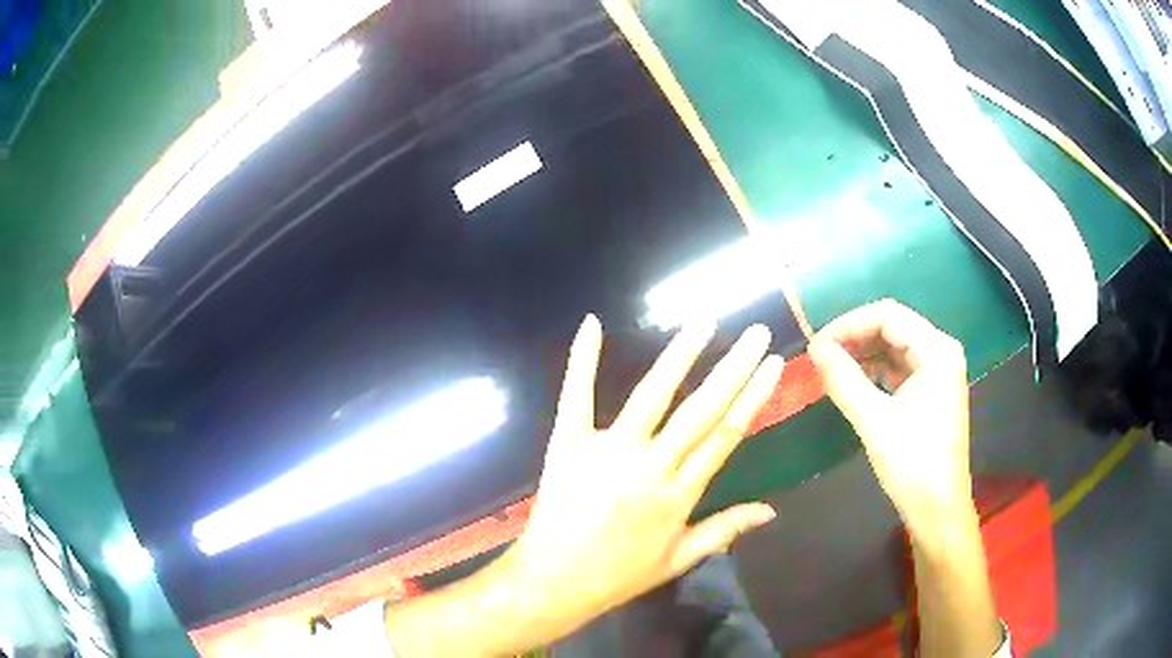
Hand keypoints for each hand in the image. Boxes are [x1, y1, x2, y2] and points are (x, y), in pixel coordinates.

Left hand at [506, 315, 783, 637]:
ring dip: (679, 356)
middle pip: (701, 409)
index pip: (726, 434)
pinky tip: (593, 324)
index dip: (753, 396)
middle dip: (734, 367)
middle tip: (756, 332)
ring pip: (652, 396)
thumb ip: (725, 529)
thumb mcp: (679, 559)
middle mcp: (651, 466)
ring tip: (704, 323)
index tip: (773, 364)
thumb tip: (771, 510)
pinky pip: (577, 397)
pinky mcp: (568, 444)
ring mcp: (608, 451)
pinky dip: (583, 361)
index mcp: (680, 494)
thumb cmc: (619, 575)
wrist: (555, 581)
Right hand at [807, 300, 972, 538]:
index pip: (888, 316)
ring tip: (829, 368)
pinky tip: (850, 382)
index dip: (849, 324)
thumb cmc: (913, 464)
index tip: (817, 345)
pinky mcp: (930, 391)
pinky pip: (897, 368)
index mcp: (937, 351)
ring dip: (861, 354)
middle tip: (819, 356)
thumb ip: (844, 380)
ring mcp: (937, 372)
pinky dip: (873, 371)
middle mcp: (940, 352)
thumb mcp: (875, 421)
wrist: (937, 508)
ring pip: (893, 347)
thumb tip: (816, 350)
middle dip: (854, 337)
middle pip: (892, 327)